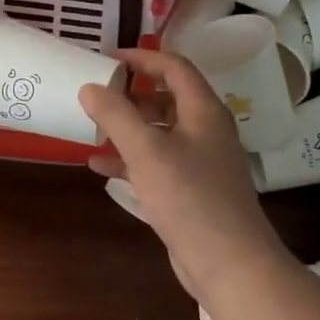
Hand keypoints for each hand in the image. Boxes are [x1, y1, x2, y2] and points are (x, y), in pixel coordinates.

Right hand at [79, 49, 288, 305]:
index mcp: (204, 111)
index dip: (143, 58)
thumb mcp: (145, 150)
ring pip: (161, 133)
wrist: (229, 262)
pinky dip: (131, 159)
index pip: (175, 68)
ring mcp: (201, 163)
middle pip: (168, 99)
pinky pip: (158, 163)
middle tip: (98, 95)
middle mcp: (207, 131)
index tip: (108, 59)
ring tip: (94, 128)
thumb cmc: (188, 197)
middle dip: (132, 95)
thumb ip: (116, 115)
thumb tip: (90, 87)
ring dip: (129, 128)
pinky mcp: (192, 191)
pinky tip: (101, 167)